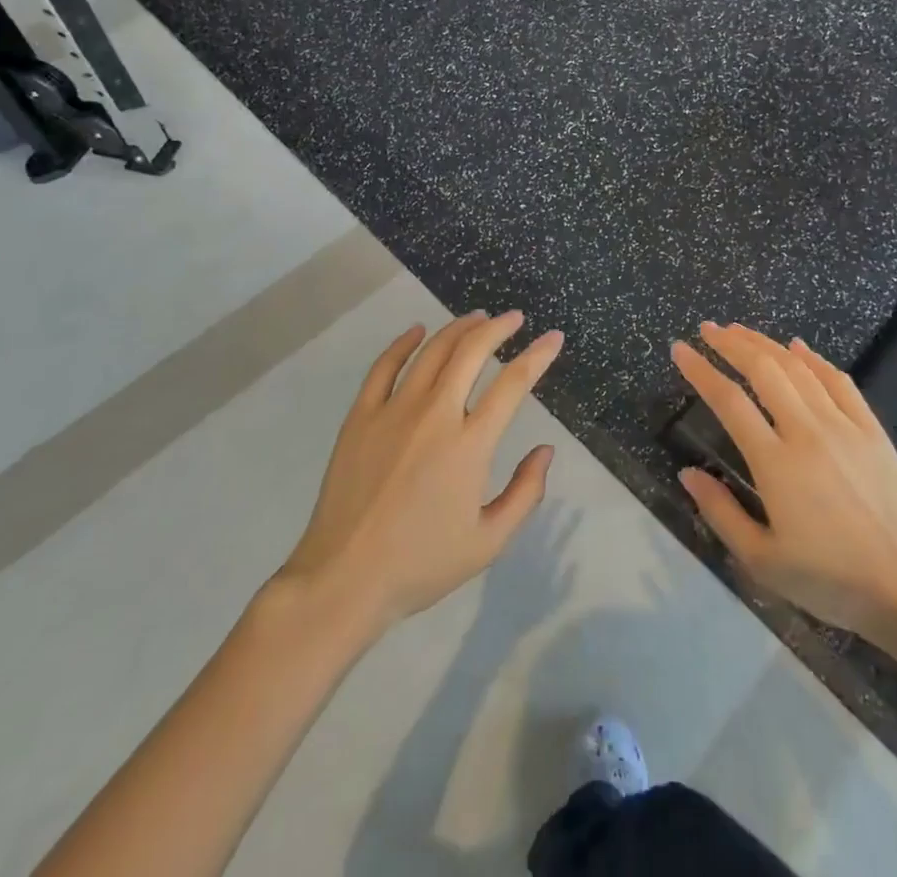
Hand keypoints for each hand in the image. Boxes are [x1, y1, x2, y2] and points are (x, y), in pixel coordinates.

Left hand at [277, 311, 559, 632]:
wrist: (344, 579)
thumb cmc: (421, 564)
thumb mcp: (488, 542)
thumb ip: (525, 493)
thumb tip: (546, 450)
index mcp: (469, 444)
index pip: (513, 383)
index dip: (538, 356)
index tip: (552, 338)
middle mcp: (435, 414)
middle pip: (471, 351)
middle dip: (498, 328)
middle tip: (514, 318)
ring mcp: (393, 410)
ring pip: (432, 351)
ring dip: (458, 328)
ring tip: (476, 319)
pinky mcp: (361, 416)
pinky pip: (385, 366)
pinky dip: (403, 343)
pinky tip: (417, 331)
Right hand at [671, 323, 896, 652]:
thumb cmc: (831, 582)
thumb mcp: (763, 562)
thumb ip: (721, 512)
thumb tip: (687, 472)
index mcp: (776, 464)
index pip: (729, 401)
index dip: (701, 370)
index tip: (679, 350)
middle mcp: (808, 432)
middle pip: (763, 370)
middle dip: (731, 343)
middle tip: (707, 329)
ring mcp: (844, 426)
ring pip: (798, 368)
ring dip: (765, 344)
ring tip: (740, 330)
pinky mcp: (872, 430)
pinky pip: (839, 381)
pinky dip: (814, 359)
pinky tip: (797, 347)